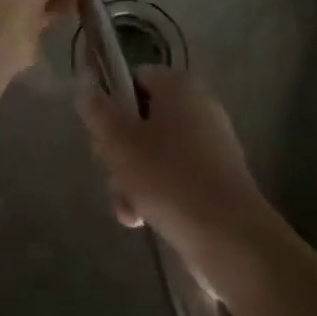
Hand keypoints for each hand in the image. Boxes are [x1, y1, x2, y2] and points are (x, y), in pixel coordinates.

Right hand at [77, 67, 270, 268]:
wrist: (230, 237)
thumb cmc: (169, 178)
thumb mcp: (120, 142)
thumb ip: (97, 110)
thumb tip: (85, 80)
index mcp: (178, 84)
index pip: (133, 79)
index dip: (111, 106)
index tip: (101, 138)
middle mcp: (198, 104)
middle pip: (142, 119)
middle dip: (121, 153)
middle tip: (113, 176)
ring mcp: (211, 142)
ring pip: (156, 152)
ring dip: (134, 180)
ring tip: (129, 210)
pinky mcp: (218, 177)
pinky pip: (177, 175)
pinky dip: (159, 194)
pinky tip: (146, 221)